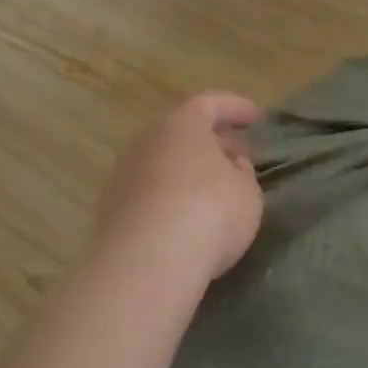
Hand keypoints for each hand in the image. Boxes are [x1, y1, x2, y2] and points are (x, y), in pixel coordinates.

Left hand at [93, 92, 264, 284]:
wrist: (146, 263)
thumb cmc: (209, 214)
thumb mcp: (247, 193)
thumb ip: (242, 173)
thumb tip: (231, 164)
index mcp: (181, 125)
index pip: (210, 104)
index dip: (235, 108)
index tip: (255, 118)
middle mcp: (147, 142)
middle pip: (181, 132)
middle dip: (211, 141)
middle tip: (236, 156)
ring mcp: (124, 175)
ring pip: (163, 163)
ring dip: (188, 171)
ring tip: (213, 190)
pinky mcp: (112, 209)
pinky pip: (150, 192)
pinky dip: (170, 196)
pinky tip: (187, 217)